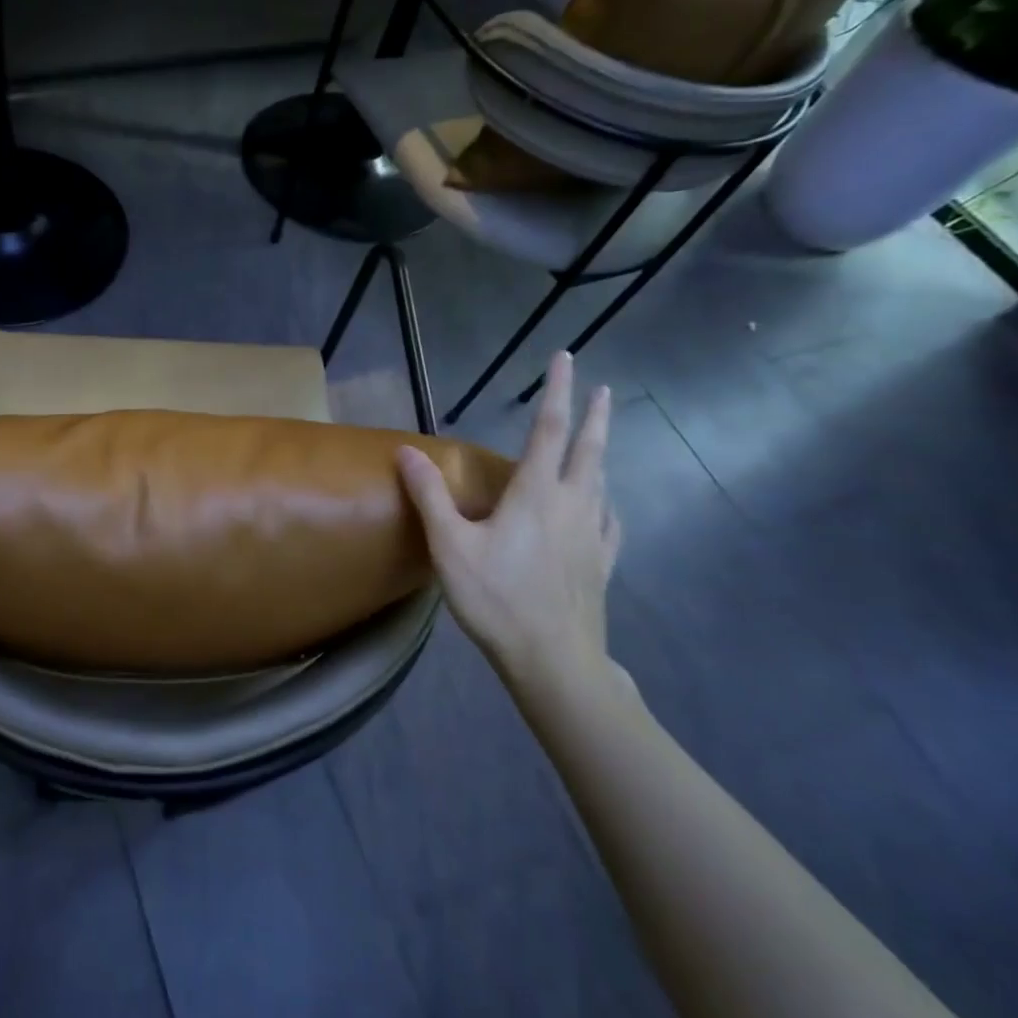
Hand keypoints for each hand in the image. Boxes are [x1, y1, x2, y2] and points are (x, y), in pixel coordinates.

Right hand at [397, 352, 622, 703]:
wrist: (553, 659)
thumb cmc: (496, 598)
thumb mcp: (450, 547)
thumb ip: (430, 496)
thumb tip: (407, 450)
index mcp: (536, 494)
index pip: (549, 430)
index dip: (557, 391)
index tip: (566, 358)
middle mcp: (572, 505)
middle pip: (590, 450)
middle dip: (596, 415)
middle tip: (605, 388)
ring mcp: (593, 535)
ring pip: (603, 482)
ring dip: (603, 453)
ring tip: (601, 439)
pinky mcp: (601, 563)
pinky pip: (610, 520)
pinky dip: (608, 502)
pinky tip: (607, 506)